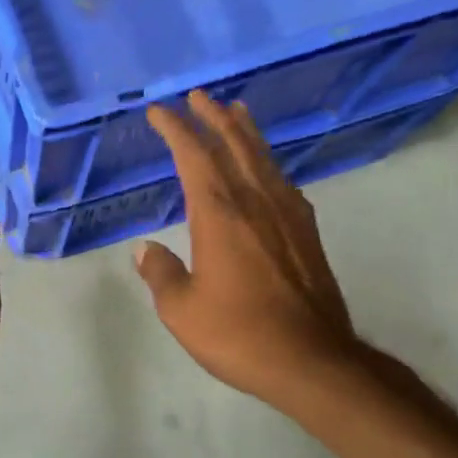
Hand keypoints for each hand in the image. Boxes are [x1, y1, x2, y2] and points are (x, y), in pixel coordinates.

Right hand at [134, 91, 360, 407]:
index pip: (193, 157)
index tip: (159, 112)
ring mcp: (287, 216)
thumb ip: (162, 274)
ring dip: (245, 132)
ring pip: (263, 159)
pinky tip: (266, 169)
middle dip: (213, 118)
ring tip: (235, 111)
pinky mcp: (307, 234)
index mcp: (220, 215)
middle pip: (234, 146)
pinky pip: (283, 183)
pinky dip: (268, 164)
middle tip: (198, 97)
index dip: (175, 130)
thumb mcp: (182, 310)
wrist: (311, 360)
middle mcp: (255, 203)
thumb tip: (146, 250)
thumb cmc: (238, 334)